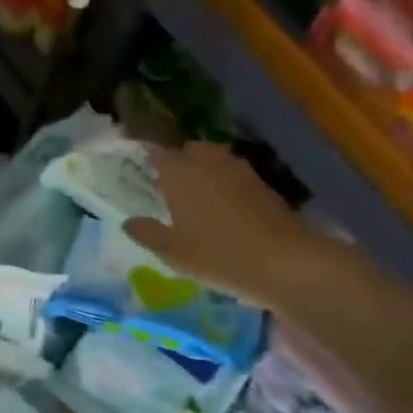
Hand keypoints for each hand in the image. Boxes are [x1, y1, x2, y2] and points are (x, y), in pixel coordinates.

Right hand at [123, 142, 348, 311]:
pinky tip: (221, 205)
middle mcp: (208, 162)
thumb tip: (128, 222)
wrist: (284, 262)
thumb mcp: (172, 252)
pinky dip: (223, 181)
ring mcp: (239, 170)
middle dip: (177, 160)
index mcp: (180, 173)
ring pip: (214, 158)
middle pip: (188, 150)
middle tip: (167, 183)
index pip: (157, 154)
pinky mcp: (261, 184)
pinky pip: (233, 173)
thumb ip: (147, 233)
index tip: (138, 169)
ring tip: (194, 193)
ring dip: (202, 168)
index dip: (147, 158)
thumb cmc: (217, 255)